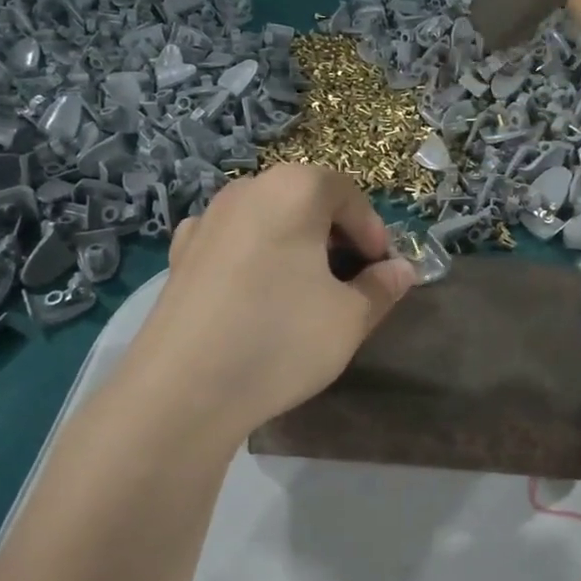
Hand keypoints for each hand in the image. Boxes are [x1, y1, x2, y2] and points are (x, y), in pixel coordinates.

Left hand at [122, 163, 417, 440]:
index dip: (373, 231)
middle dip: (335, 237)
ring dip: (295, 247)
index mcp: (293, 190)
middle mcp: (246, 190)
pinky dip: (256, 259)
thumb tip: (400, 271)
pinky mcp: (180, 254)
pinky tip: (256, 299)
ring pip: (268, 221)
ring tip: (305, 294)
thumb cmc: (280, 340)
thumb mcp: (350, 318)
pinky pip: (234, 243)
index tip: (381, 271)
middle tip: (349, 282)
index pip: (348, 194)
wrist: (181, 391)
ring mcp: (206, 220)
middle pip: (306, 201)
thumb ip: (382, 287)